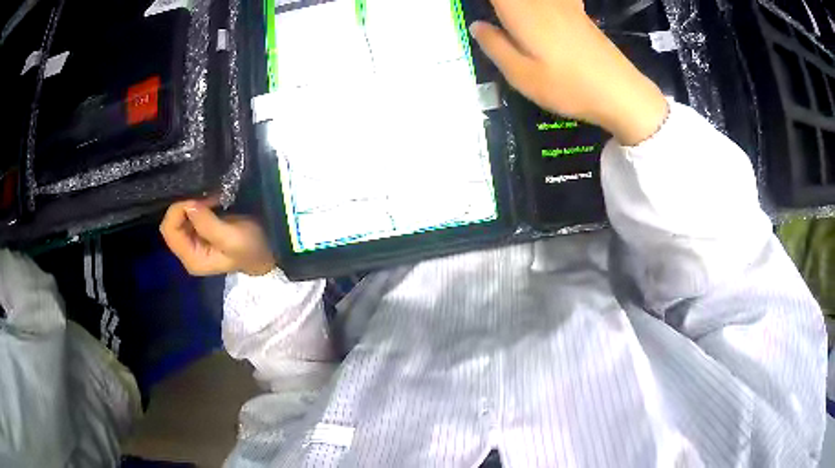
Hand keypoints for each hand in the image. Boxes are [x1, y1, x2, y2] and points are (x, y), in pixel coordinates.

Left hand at [160, 199, 275, 275]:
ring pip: (178, 217)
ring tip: (212, 199)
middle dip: (186, 206)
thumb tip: (188, 205)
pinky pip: (188, 215)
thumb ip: (208, 224)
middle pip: (171, 223)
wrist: (267, 251)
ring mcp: (192, 242)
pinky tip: (211, 202)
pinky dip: (197, 204)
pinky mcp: (198, 232)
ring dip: (192, 204)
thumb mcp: (232, 238)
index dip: (179, 210)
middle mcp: (187, 251)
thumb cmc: (251, 248)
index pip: (170, 231)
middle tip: (207, 198)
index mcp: (192, 258)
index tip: (199, 200)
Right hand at [469, 0, 668, 145]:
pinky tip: (543, 13)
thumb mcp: (521, 75)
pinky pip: (554, 1)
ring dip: (519, 6)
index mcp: (520, 12)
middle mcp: (540, 0)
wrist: (621, 92)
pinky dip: (540, 6)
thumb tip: (478, 25)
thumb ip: (495, 46)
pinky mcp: (578, 12)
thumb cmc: (568, 86)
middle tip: (497, 19)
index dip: (488, 3)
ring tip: (513, 20)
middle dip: (504, 6)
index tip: (482, 14)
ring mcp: (563, 4)